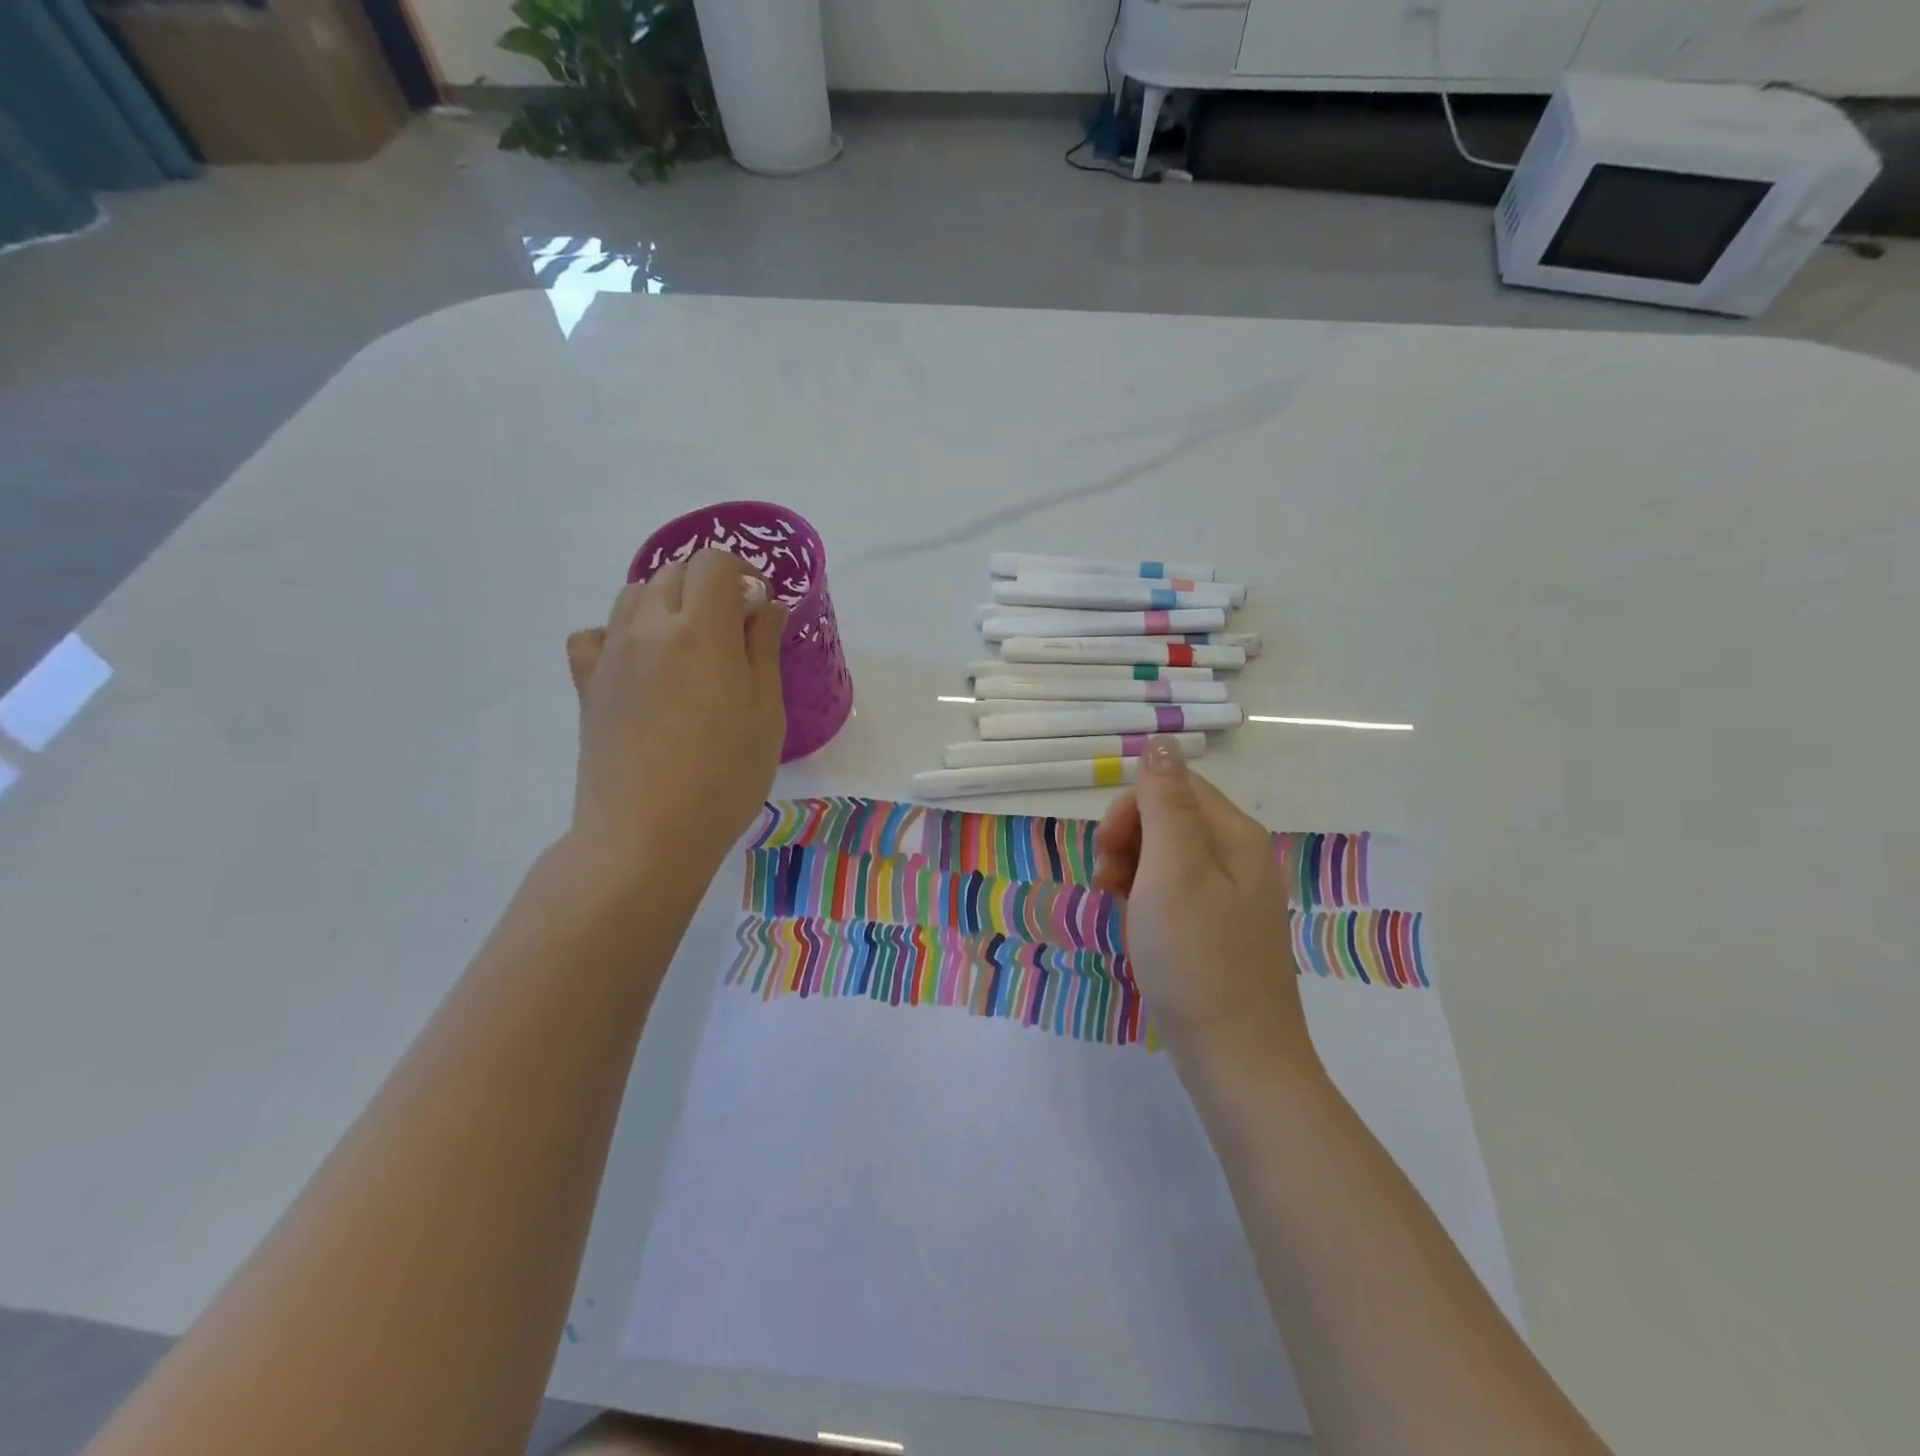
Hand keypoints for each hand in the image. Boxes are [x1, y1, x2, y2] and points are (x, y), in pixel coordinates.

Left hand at [563, 549, 787, 882]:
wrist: (646, 833)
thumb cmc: (724, 777)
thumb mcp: (766, 713)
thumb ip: (763, 649)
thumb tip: (763, 605)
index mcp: (701, 631)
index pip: (715, 563)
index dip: (744, 574)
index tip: (760, 609)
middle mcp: (649, 628)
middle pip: (674, 571)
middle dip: (709, 584)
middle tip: (734, 629)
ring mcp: (612, 655)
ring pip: (633, 595)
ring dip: (667, 602)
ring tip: (690, 644)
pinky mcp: (587, 685)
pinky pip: (595, 634)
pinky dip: (619, 633)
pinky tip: (639, 663)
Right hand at [1093, 738, 1318, 1080]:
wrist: (1238, 1062)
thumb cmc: (1196, 959)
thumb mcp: (1173, 869)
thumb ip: (1165, 801)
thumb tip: (1160, 742)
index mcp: (1235, 836)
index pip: (1173, 786)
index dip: (1130, 812)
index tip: (1108, 856)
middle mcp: (1241, 859)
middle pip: (1171, 820)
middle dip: (1129, 843)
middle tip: (1109, 886)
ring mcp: (1235, 900)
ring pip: (1169, 859)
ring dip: (1133, 874)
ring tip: (1120, 912)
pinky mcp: (1223, 933)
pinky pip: (1177, 895)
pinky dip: (1150, 904)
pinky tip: (1141, 933)